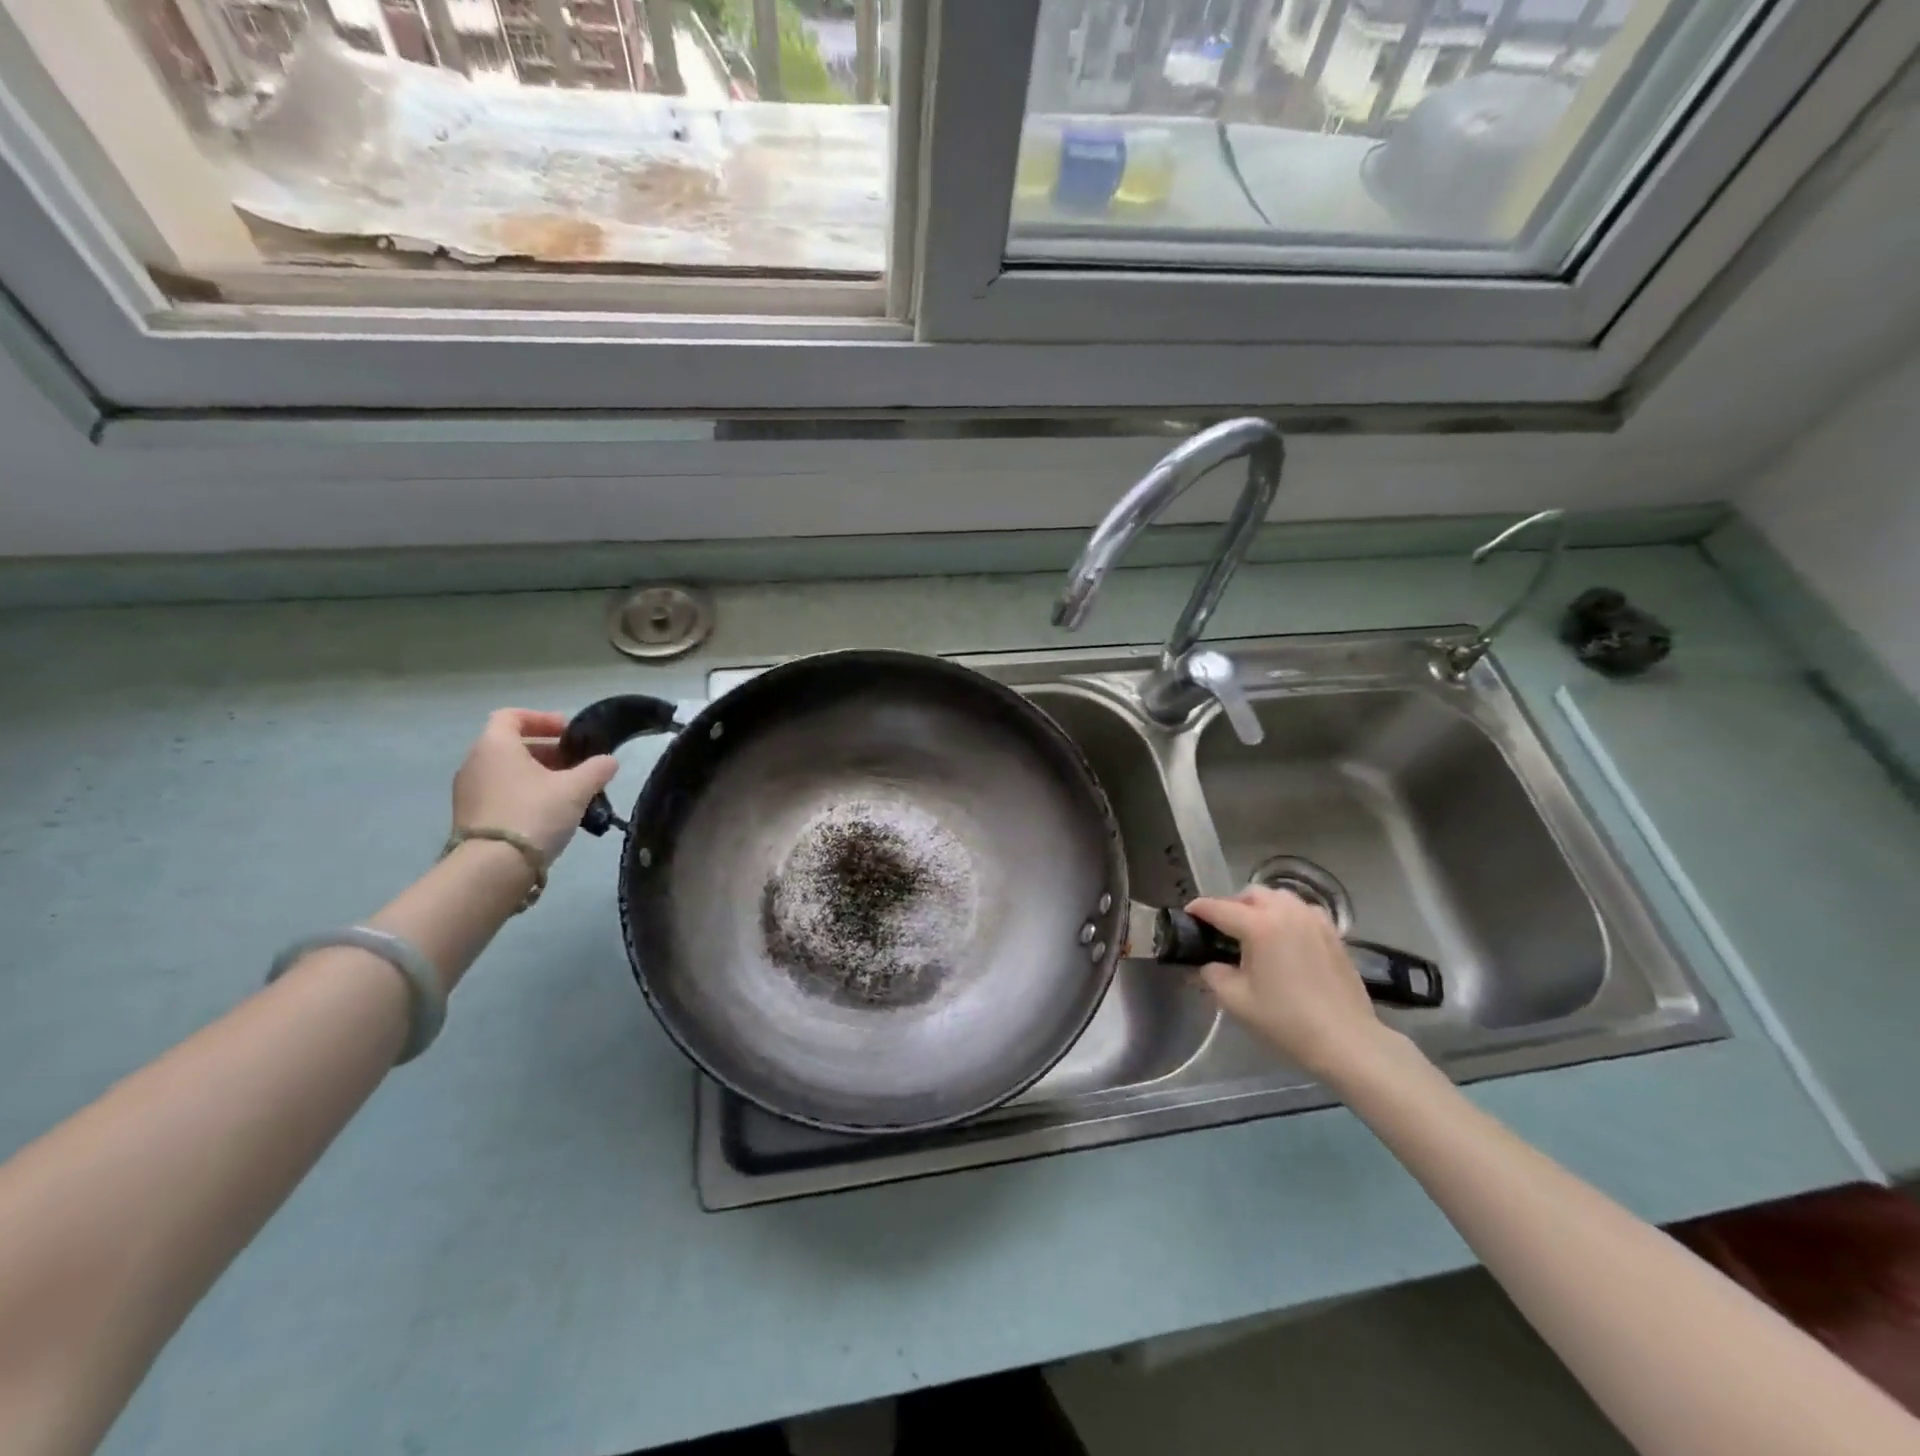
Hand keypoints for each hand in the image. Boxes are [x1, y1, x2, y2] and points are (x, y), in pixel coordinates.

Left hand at [451, 709, 618, 863]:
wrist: (492, 868)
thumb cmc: (534, 813)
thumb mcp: (576, 788)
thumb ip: (596, 769)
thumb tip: (610, 761)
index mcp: (495, 746)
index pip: (512, 716)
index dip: (541, 719)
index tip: (568, 731)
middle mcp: (475, 763)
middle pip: (512, 746)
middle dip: (547, 751)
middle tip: (577, 763)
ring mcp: (469, 793)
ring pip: (507, 772)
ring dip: (538, 775)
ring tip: (570, 791)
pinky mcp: (471, 818)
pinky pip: (501, 794)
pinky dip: (525, 794)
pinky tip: (550, 812)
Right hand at [1186, 886, 1395, 1078]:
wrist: (1345, 1040)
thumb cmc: (1286, 1020)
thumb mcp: (1236, 1000)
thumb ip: (1213, 975)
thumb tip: (1208, 965)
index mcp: (1258, 925)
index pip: (1219, 908)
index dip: (1199, 909)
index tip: (1188, 915)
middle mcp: (1285, 912)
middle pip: (1250, 894)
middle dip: (1232, 905)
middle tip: (1224, 930)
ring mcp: (1313, 919)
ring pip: (1279, 897)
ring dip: (1261, 906)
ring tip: (1256, 931)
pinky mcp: (1332, 931)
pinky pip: (1302, 910)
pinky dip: (1287, 915)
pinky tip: (1286, 937)